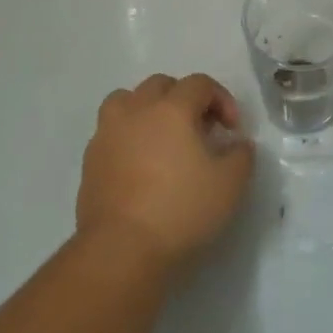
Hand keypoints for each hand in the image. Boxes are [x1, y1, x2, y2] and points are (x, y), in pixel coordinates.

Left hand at [77, 73, 253, 273]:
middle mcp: (138, 109)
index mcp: (172, 108)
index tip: (232, 130)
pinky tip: (138, 163)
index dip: (222, 99)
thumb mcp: (230, 184)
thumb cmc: (180, 209)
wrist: (121, 248)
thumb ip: (241, 155)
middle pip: (161, 84)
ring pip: (127, 99)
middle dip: (184, 98)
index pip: (200, 84)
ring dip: (147, 108)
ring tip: (160, 136)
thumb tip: (238, 143)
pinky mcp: (90, 159)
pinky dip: (127, 135)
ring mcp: (108, 132)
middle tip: (199, 129)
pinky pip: (111, 131)